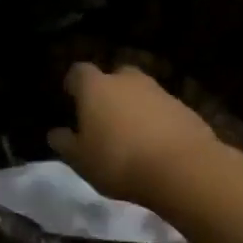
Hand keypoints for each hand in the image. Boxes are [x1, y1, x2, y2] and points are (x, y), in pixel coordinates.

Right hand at [48, 63, 221, 205]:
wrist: (184, 170)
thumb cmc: (119, 161)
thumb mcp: (80, 160)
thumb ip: (65, 143)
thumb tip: (56, 133)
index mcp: (96, 87)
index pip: (79, 71)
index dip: (74, 83)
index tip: (71, 98)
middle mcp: (127, 81)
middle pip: (115, 76)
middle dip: (109, 90)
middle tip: (104, 115)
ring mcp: (160, 92)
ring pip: (141, 92)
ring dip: (135, 106)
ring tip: (131, 134)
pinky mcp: (186, 109)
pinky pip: (164, 110)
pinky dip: (158, 121)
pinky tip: (156, 145)